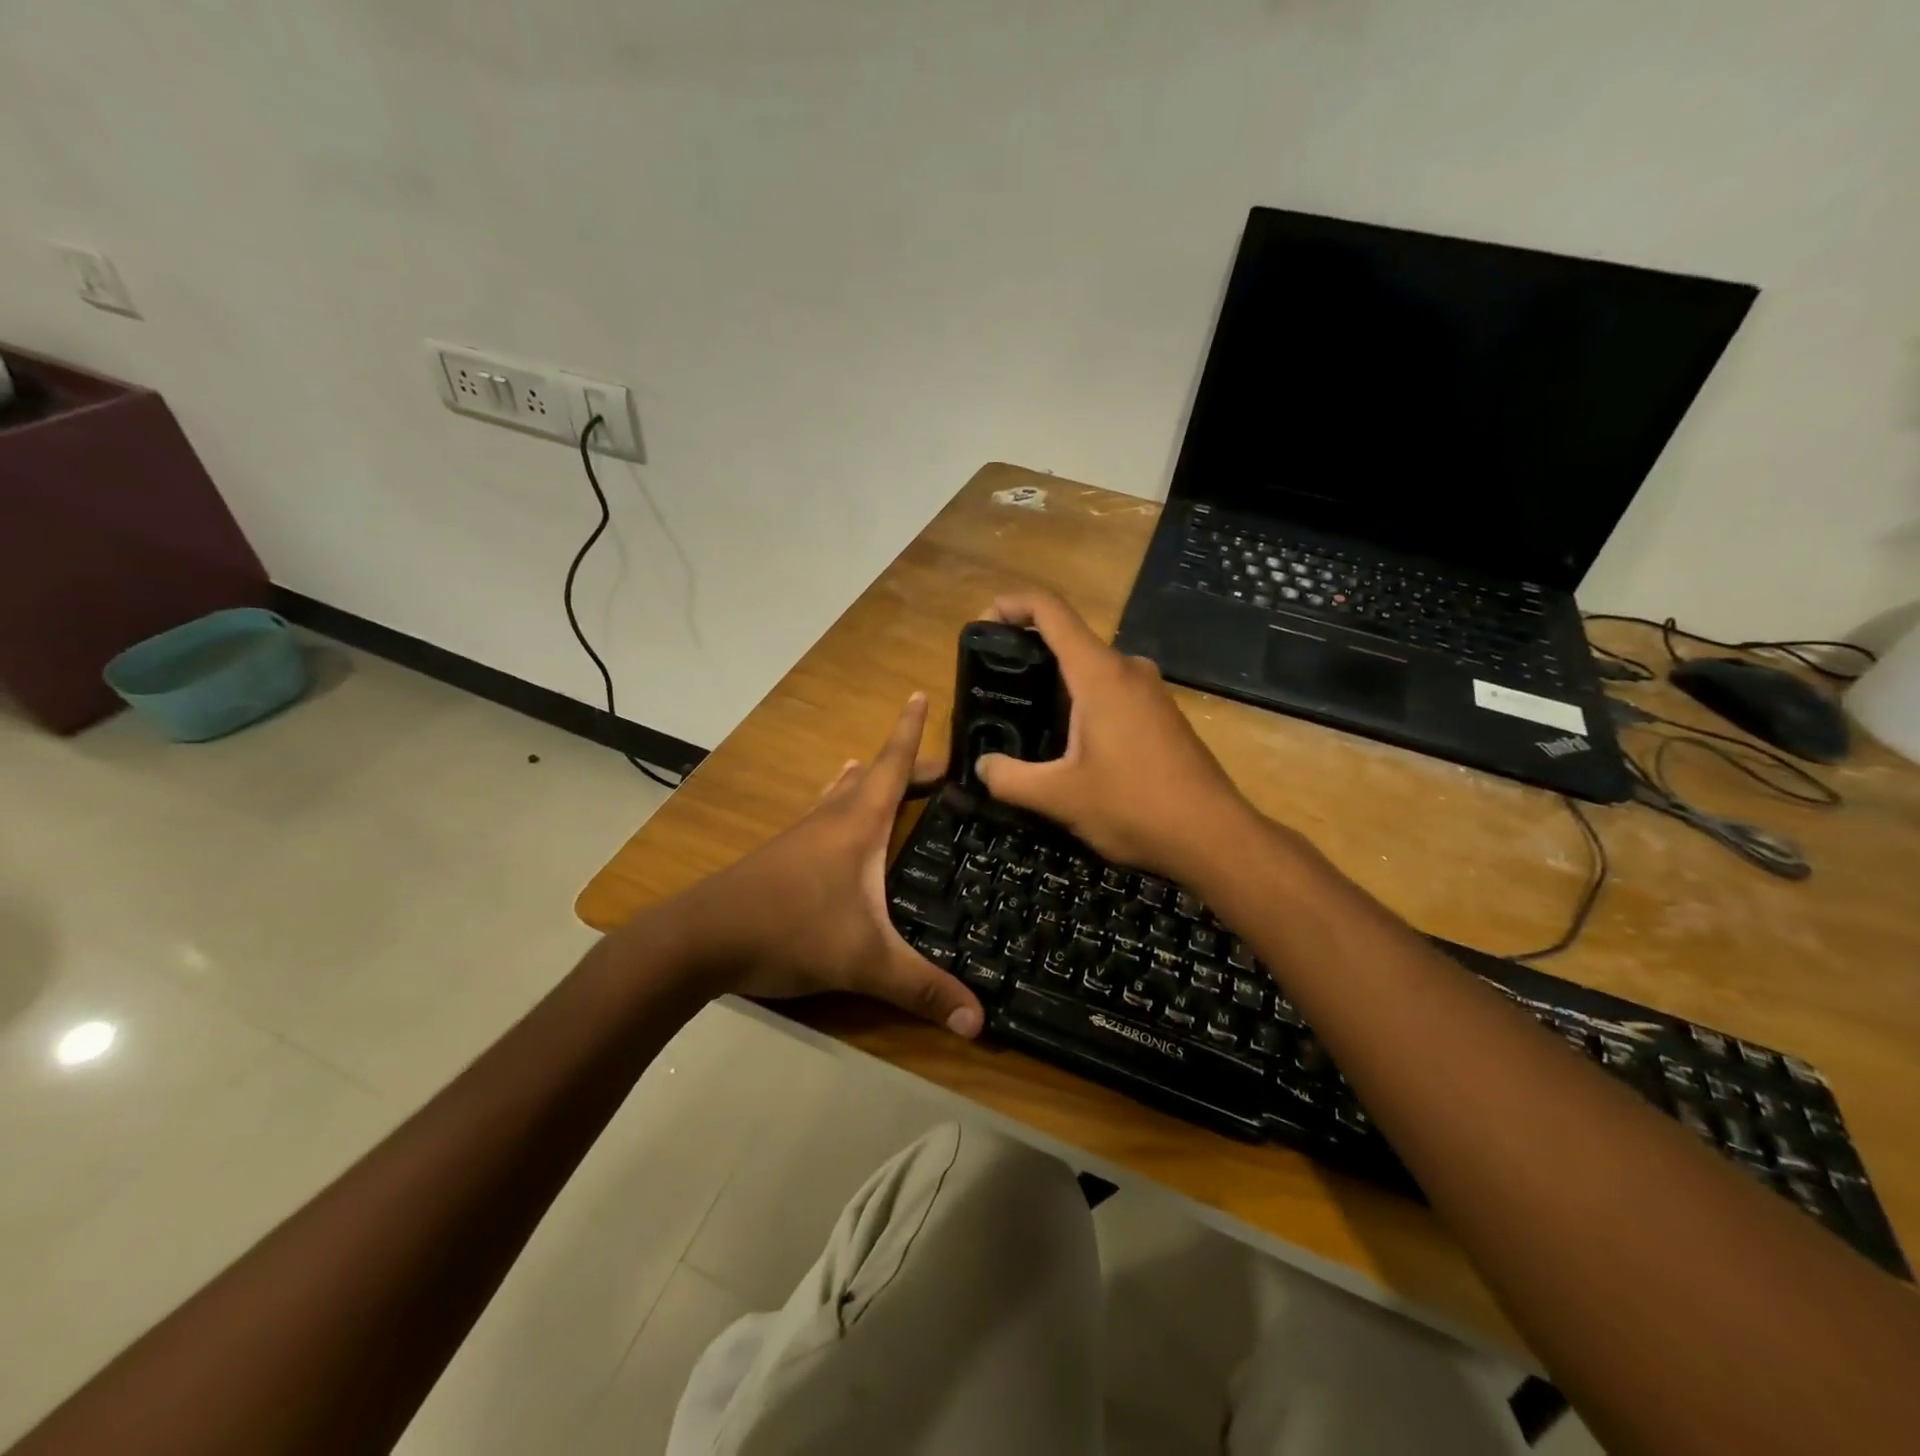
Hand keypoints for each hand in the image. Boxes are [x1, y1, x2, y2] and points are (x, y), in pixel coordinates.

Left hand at [685, 693, 983, 1036]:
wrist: (700, 941)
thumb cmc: (789, 931)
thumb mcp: (864, 962)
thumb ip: (922, 989)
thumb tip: (980, 1023)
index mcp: (857, 825)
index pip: (893, 765)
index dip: (910, 731)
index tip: (919, 693)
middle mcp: (830, 819)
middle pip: (873, 777)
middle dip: (904, 764)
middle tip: (938, 764)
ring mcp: (801, 836)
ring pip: (840, 794)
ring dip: (864, 780)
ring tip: (873, 768)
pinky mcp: (781, 857)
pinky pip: (820, 815)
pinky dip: (836, 803)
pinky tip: (829, 818)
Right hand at [974, 590, 1255, 880]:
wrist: (1213, 836)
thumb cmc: (1134, 806)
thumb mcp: (1059, 797)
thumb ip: (1009, 779)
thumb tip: (983, 766)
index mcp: (1099, 673)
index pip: (1050, 610)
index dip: (1010, 604)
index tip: (981, 622)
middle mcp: (1127, 669)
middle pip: (1068, 639)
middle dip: (1026, 655)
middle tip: (994, 688)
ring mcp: (1150, 691)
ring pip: (1091, 670)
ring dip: (1055, 686)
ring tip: (1023, 721)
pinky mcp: (1162, 715)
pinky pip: (1111, 692)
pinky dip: (1081, 704)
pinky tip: (1068, 746)